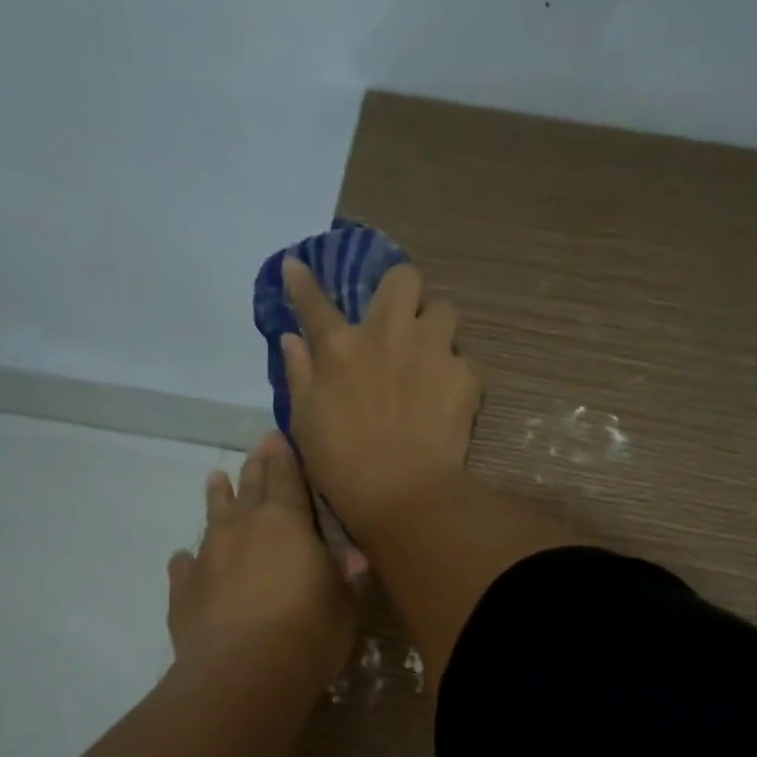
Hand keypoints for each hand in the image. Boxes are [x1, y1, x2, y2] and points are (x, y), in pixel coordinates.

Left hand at [167, 431, 354, 688]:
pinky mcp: (184, 592)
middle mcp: (242, 528)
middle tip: (257, 448)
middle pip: (249, 488)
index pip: (286, 477)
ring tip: (215, 480)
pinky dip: (187, 561)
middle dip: (256, 467)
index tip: (277, 436)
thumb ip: (339, 575)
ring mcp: (208, 557)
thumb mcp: (342, 601)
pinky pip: (184, 569)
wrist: (243, 673)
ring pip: (212, 517)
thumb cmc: (308, 630)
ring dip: (217, 498)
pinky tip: (182, 559)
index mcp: (285, 521)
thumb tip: (345, 558)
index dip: (284, 456)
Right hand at [279, 256, 482, 539]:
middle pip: (403, 278)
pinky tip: (448, 396)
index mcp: (340, 347)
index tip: (296, 265)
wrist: (401, 491)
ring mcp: (431, 350)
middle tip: (399, 320)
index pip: (315, 303)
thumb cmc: (341, 462)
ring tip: (431, 354)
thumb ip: (299, 373)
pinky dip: (456, 374)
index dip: (302, 281)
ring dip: (436, 326)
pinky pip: (465, 360)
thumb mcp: (304, 420)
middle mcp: (388, 334)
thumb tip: (292, 338)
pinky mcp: (465, 375)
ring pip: (444, 310)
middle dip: (402, 291)